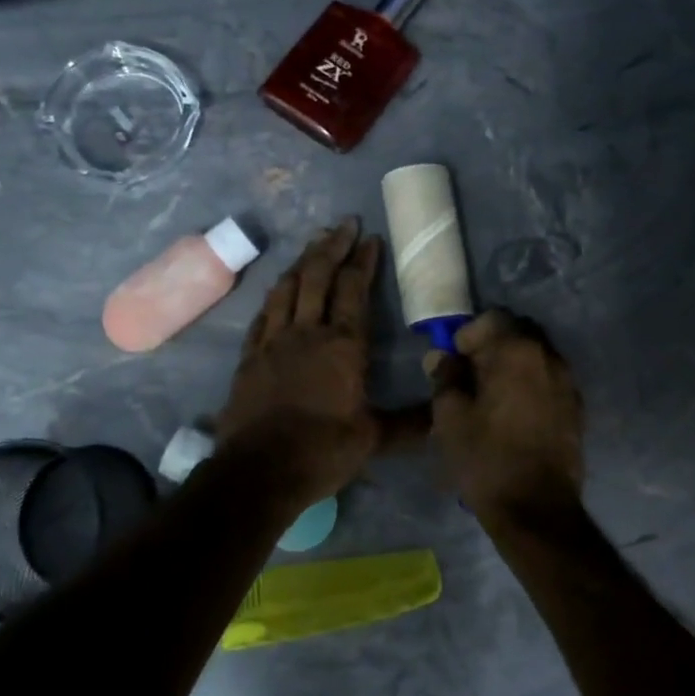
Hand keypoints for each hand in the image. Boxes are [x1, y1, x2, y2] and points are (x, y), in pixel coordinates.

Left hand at [216, 218, 392, 505]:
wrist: (258, 472)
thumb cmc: (322, 451)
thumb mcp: (374, 439)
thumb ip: (410, 423)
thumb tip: (445, 417)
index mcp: (343, 346)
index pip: (354, 290)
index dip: (363, 261)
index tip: (370, 238)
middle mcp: (307, 332)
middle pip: (318, 276)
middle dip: (333, 246)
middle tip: (344, 223)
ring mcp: (273, 341)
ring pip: (287, 287)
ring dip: (302, 261)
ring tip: (314, 242)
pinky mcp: (249, 355)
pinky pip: (263, 313)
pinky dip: (275, 293)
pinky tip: (279, 288)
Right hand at [425, 310, 584, 523]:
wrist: (536, 509)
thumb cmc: (486, 458)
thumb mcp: (450, 417)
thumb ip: (445, 377)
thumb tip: (442, 357)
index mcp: (517, 351)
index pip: (493, 318)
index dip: (469, 334)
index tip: (454, 360)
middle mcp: (549, 357)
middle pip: (518, 333)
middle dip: (493, 346)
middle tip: (471, 375)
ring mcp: (568, 382)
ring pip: (536, 356)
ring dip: (513, 365)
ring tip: (492, 396)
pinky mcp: (577, 408)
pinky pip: (549, 380)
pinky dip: (531, 385)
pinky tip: (515, 414)